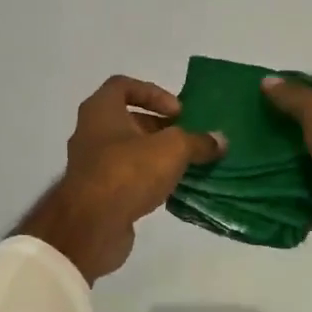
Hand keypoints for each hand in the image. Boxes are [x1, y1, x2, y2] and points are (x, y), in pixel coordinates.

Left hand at [17, 76, 225, 282]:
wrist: (91, 226)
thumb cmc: (128, 171)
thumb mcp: (173, 149)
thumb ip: (198, 142)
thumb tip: (221, 140)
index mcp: (100, 111)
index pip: (123, 85)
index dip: (153, 93)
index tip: (177, 112)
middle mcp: (91, 133)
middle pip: (129, 120)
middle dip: (160, 128)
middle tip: (187, 139)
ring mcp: (91, 165)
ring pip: (129, 151)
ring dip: (156, 155)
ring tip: (186, 165)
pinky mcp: (97, 194)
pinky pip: (127, 178)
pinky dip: (148, 180)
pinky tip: (171, 190)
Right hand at [260, 77, 311, 296]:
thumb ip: (297, 99)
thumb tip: (266, 80)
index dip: (295, 110)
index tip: (261, 109)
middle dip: (282, 145)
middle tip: (244, 141)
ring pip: (306, 179)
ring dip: (280, 176)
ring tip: (243, 169)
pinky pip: (302, 210)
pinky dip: (283, 207)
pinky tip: (256, 199)